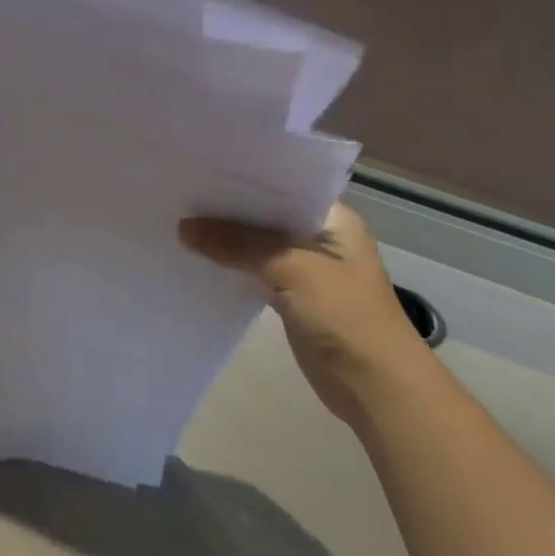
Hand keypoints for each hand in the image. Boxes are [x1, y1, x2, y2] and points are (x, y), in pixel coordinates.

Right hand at [179, 203, 432, 427]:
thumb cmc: (345, 315)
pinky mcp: (291, 296)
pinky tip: (197, 257)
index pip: (282, 185)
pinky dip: (230, 265)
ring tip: (178, 220)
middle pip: (265, 214)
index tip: (201, 169)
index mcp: (333, 218)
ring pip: (256, 244)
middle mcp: (319, 237)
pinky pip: (253, 271)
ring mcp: (305, 268)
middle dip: (227, 208)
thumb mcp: (292, 269)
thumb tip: (182, 227)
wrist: (376, 386)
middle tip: (180, 191)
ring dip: (226, 238)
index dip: (243, 178)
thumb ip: (237, 245)